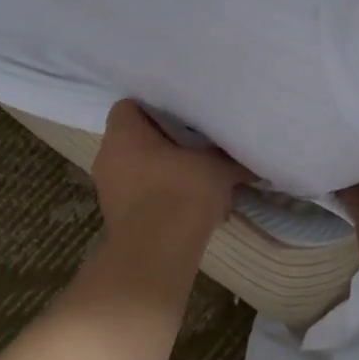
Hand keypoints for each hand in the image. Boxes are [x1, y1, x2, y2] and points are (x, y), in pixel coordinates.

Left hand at [92, 100, 249, 251]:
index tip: (184, 117)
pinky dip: (160, 198)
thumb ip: (230, 158)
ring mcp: (108, 190)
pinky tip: (188, 208)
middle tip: (195, 147)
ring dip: (163, 174)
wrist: (157, 253)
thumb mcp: (216, 167)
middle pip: (135, 140)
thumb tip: (251, 160)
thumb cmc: (181, 193)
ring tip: (197, 180)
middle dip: (163, 144)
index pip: (131, 106)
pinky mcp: (116, 218)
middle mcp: (107, 156)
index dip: (158, 108)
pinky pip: (140, 197)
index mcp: (122, 133)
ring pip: (138, 170)